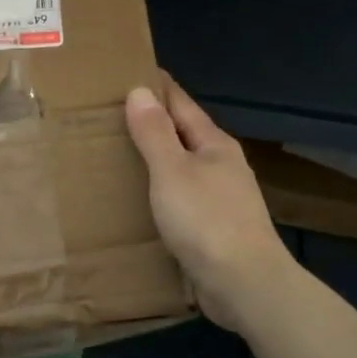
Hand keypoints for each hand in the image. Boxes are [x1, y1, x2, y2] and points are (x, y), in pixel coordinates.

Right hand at [125, 79, 296, 333]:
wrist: (245, 285)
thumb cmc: (206, 221)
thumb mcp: (172, 171)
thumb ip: (154, 133)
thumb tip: (139, 91)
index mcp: (214, 145)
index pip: (181, 104)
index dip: (157, 88)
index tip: (130, 72)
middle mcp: (222, 166)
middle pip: (183, 134)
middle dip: (153, 123)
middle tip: (112, 114)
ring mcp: (222, 199)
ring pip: (183, 167)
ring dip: (156, 159)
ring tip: (120, 154)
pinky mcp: (215, 229)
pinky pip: (182, 198)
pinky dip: (161, 190)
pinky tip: (142, 199)